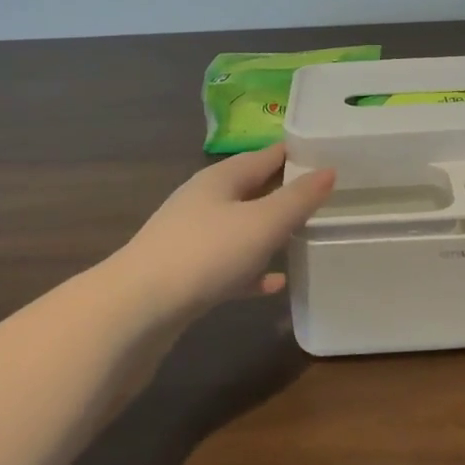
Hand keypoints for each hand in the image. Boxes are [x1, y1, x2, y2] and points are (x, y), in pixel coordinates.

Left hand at [115, 144, 335, 319]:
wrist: (135, 311)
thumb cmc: (205, 254)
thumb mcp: (262, 223)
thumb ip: (298, 199)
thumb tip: (329, 170)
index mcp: (220, 179)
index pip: (264, 155)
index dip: (294, 153)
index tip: (325, 153)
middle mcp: (203, 202)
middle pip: (250, 189)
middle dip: (283, 191)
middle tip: (323, 195)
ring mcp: (191, 239)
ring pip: (240, 228)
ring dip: (268, 231)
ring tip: (302, 235)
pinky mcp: (186, 276)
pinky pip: (229, 265)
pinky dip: (252, 270)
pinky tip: (274, 284)